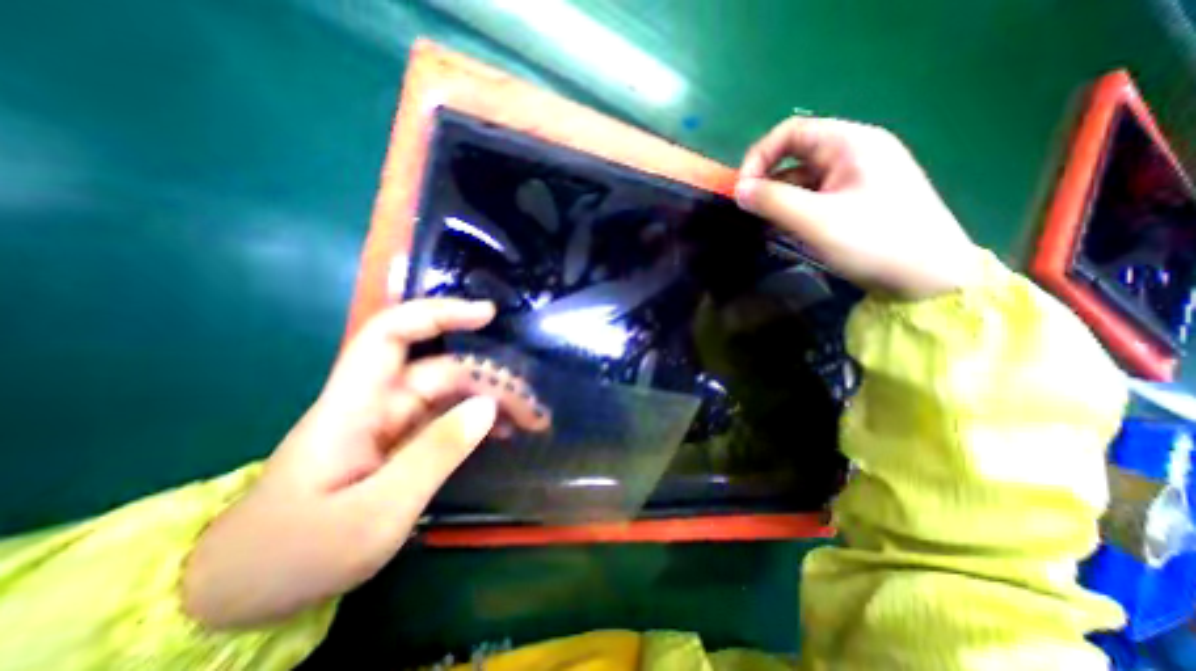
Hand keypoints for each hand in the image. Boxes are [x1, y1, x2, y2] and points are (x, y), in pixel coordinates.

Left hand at [183, 299, 549, 628]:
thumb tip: (488, 406)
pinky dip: (478, 421)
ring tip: (530, 422)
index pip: (392, 334)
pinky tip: (504, 434)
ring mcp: (390, 424)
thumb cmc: (301, 553)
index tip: (487, 314)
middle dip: (490, 380)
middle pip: (441, 371)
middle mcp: (376, 403)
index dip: (438, 313)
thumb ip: (436, 454)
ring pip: (450, 394)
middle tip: (533, 409)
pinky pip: (448, 419)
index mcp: (355, 406)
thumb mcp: (377, 513)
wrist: (251, 591)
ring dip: (491, 401)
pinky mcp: (401, 442)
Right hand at [741, 119, 980, 300]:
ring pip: (804, 178)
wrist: (929, 276)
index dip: (759, 157)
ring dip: (780, 198)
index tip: (742, 190)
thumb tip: (738, 190)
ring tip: (769, 225)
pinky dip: (796, 209)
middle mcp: (854, 152)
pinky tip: (790, 229)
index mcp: (850, 143)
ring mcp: (857, 176)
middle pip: (796, 154)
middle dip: (768, 180)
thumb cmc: (874, 241)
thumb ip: (772, 201)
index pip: (791, 133)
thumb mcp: (816, 220)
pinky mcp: (857, 199)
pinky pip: (816, 195)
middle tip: (751, 210)